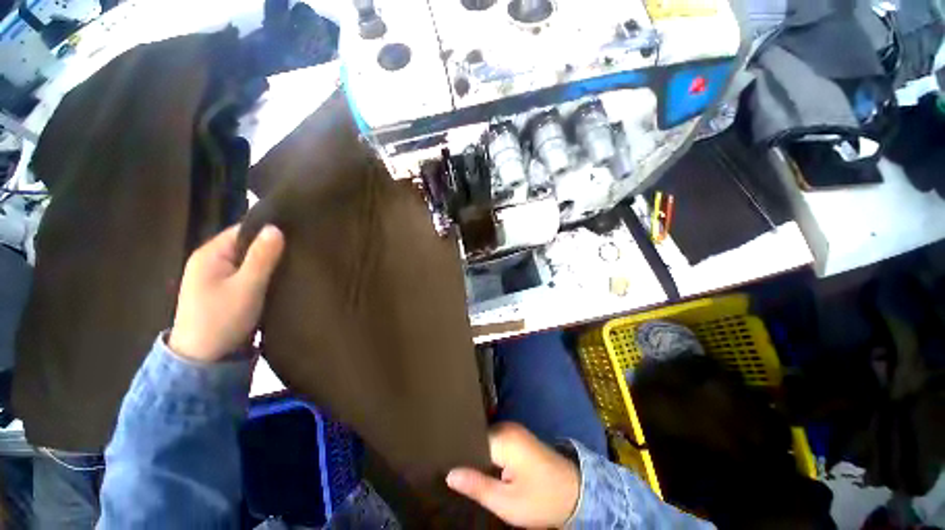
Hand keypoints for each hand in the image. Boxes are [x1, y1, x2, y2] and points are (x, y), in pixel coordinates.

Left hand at [169, 224, 284, 361]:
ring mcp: (217, 277)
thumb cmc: (222, 319)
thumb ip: (262, 257)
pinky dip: (264, 274)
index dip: (269, 230)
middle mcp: (211, 261)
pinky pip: (249, 274)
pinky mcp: (226, 291)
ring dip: (269, 262)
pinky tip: (281, 277)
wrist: (204, 359)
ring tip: (297, 261)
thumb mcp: (247, 286)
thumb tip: (276, 227)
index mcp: (210, 254)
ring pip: (250, 261)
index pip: (243, 230)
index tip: (297, 232)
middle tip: (301, 248)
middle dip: (272, 246)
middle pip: (247, 245)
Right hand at [446, 423, 579, 528]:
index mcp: (503, 438)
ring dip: (475, 454)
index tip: (441, 462)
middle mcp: (507, 427)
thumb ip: (477, 485)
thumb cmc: (541, 499)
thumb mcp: (506, 502)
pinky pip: (494, 442)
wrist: (575, 493)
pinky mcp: (517, 437)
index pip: (470, 438)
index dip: (456, 451)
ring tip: (459, 468)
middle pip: (476, 437)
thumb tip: (449, 473)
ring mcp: (513, 431)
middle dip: (464, 453)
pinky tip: (478, 466)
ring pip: (484, 440)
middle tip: (448, 470)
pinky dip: (486, 454)